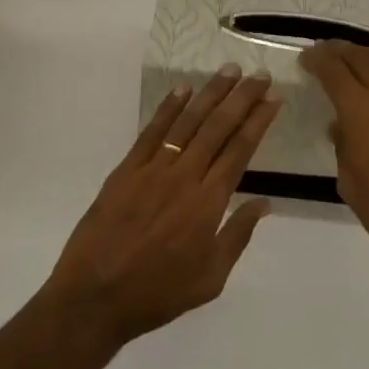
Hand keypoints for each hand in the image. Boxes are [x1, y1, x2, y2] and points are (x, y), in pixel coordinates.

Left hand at [46, 66, 279, 345]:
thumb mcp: (210, 279)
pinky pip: (151, 132)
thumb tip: (265, 203)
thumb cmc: (158, 293)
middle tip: (259, 75)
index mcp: (208, 204)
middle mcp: (184, 177)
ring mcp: (153, 170)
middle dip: (241, 98)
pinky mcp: (126, 170)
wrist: (95, 297)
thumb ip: (238, 236)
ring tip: (228, 71)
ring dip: (210, 94)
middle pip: (218, 128)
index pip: (240, 151)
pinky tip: (182, 90)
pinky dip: (168, 108)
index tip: (273, 99)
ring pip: (187, 122)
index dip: (258, 122)